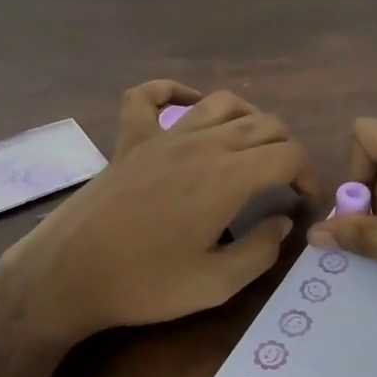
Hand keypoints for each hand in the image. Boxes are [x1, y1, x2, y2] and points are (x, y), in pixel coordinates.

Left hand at [0, 84, 324, 339]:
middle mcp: (202, 144)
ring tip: (252, 148)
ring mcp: (163, 136)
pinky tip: (187, 105)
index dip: (309, 176)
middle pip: (264, 124)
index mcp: (228, 177)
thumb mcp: (217, 285)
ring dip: (250, 119)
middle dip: (288, 150)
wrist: (66, 277)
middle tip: (286, 184)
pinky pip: (150, 96)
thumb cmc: (144, 285)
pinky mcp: (129, 140)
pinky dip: (173, 91)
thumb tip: (282, 223)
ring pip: (222, 103)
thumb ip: (261, 251)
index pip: (289, 155)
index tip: (307, 204)